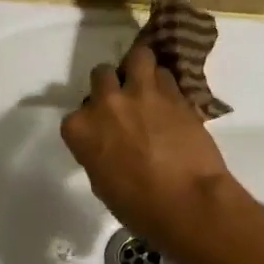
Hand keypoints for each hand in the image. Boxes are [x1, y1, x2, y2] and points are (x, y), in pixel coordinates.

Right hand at [60, 41, 235, 254]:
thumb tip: (110, 145)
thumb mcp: (102, 183)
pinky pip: (166, 75)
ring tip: (149, 85)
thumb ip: (98, 153)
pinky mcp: (174, 93)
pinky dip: (166, 83)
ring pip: (138, 57)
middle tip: (125, 102)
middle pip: (102, 75)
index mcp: (80, 129)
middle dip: (112, 85)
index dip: (92, 120)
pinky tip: (171, 98)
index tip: (104, 131)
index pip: (77, 113)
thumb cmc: (138, 206)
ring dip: (141, 68)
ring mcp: (141, 93)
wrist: (186, 202)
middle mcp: (106, 102)